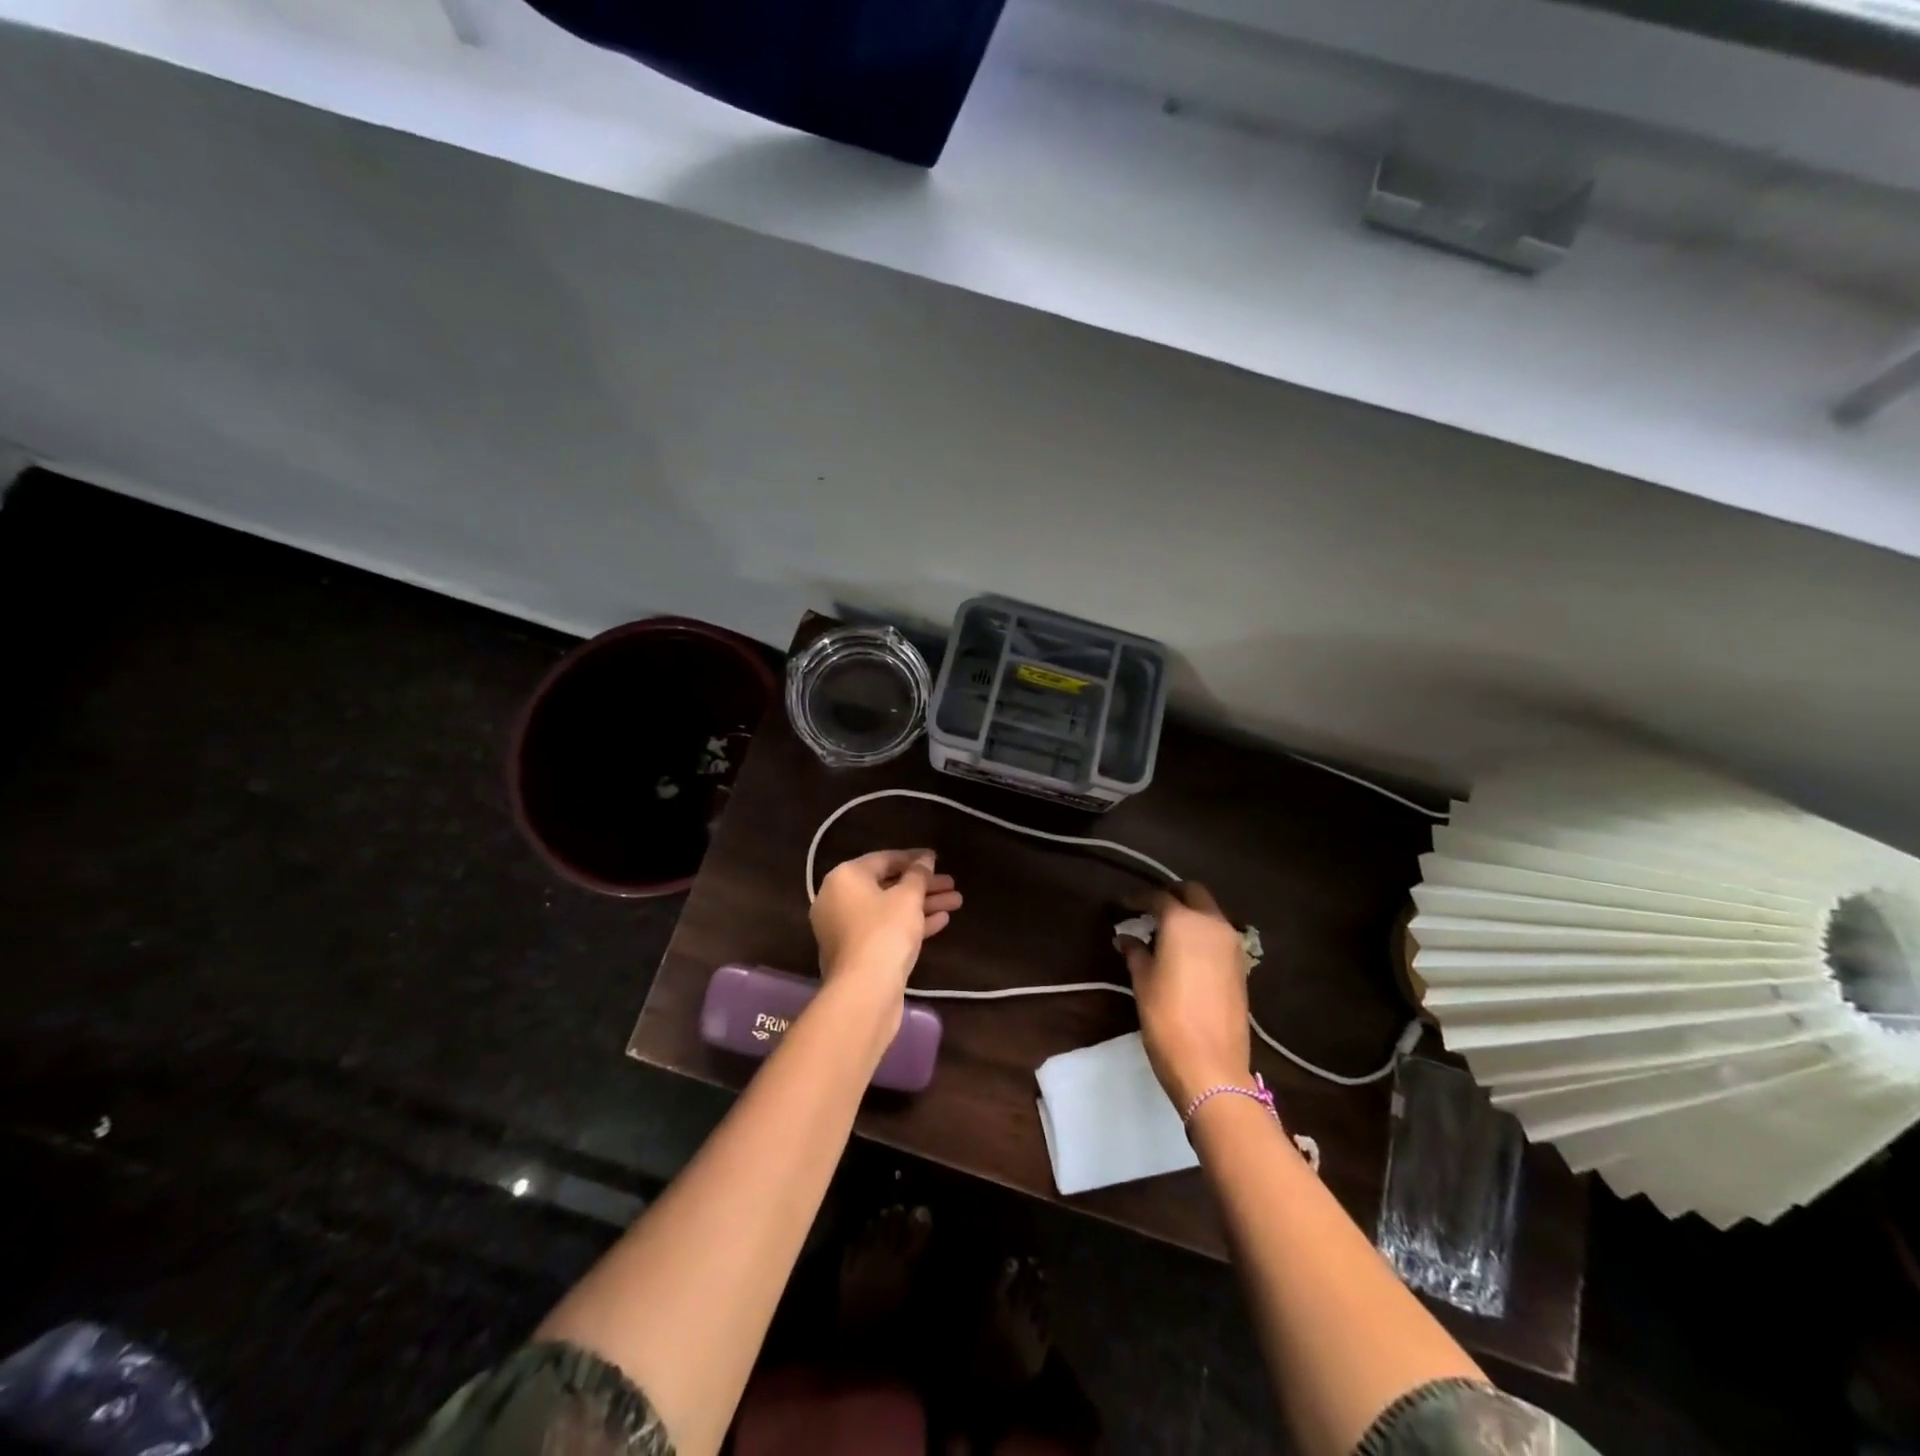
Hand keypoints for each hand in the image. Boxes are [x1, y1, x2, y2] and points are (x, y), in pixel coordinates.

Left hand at [811, 850, 962, 1006]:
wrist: (864, 992)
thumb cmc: (884, 932)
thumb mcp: (908, 897)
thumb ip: (918, 874)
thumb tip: (925, 859)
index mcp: (844, 878)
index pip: (883, 859)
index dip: (914, 858)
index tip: (937, 859)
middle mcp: (838, 900)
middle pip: (887, 886)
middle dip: (923, 885)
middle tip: (952, 884)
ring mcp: (845, 929)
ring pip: (889, 910)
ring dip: (922, 905)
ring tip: (955, 902)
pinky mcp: (856, 953)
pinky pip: (885, 930)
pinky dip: (910, 924)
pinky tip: (941, 922)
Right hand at [1115, 882, 1251, 1108]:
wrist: (1211, 1066)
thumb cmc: (1167, 1018)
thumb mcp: (1143, 982)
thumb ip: (1135, 952)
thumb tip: (1127, 937)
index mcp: (1184, 922)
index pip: (1159, 897)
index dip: (1138, 899)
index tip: (1122, 905)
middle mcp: (1212, 924)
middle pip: (1193, 893)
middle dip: (1171, 895)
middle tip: (1149, 910)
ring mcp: (1232, 945)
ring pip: (1209, 913)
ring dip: (1189, 913)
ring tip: (1164, 932)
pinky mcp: (1241, 966)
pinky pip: (1218, 935)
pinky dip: (1201, 933)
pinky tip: (1184, 952)